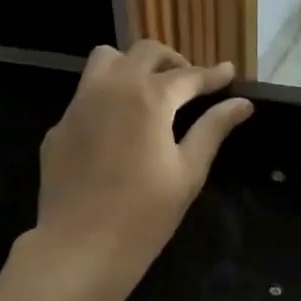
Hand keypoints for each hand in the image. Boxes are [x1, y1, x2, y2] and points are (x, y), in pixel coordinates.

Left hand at [33, 41, 253, 295]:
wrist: (79, 247)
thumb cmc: (144, 215)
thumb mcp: (188, 172)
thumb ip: (213, 130)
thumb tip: (242, 104)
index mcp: (148, 97)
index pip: (188, 75)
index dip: (211, 74)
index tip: (228, 72)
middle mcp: (110, 88)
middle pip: (144, 52)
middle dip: (172, 61)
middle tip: (189, 82)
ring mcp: (78, 106)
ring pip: (105, 61)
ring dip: (131, 66)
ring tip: (148, 93)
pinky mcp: (58, 128)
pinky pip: (84, 97)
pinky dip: (106, 98)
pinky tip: (115, 131)